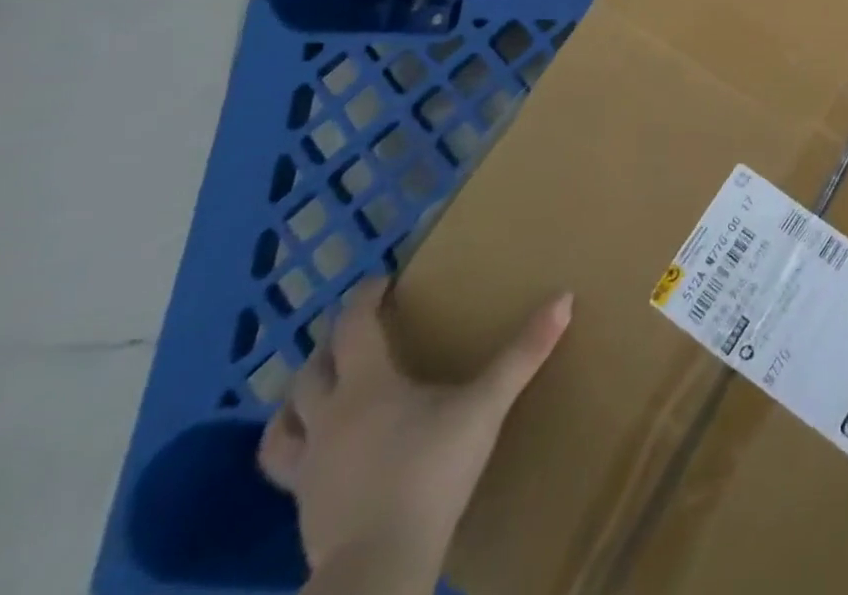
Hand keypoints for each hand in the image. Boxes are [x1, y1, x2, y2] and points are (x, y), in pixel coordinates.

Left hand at [258, 278, 572, 594]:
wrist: (380, 565)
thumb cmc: (432, 470)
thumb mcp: (486, 406)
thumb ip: (523, 354)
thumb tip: (565, 297)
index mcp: (366, 385)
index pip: (352, 328)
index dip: (363, 299)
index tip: (380, 281)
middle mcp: (328, 418)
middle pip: (310, 372)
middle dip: (329, 345)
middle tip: (356, 331)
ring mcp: (308, 467)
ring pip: (282, 423)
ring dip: (296, 399)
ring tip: (317, 388)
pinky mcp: (303, 508)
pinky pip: (285, 467)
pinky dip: (296, 445)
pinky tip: (319, 452)